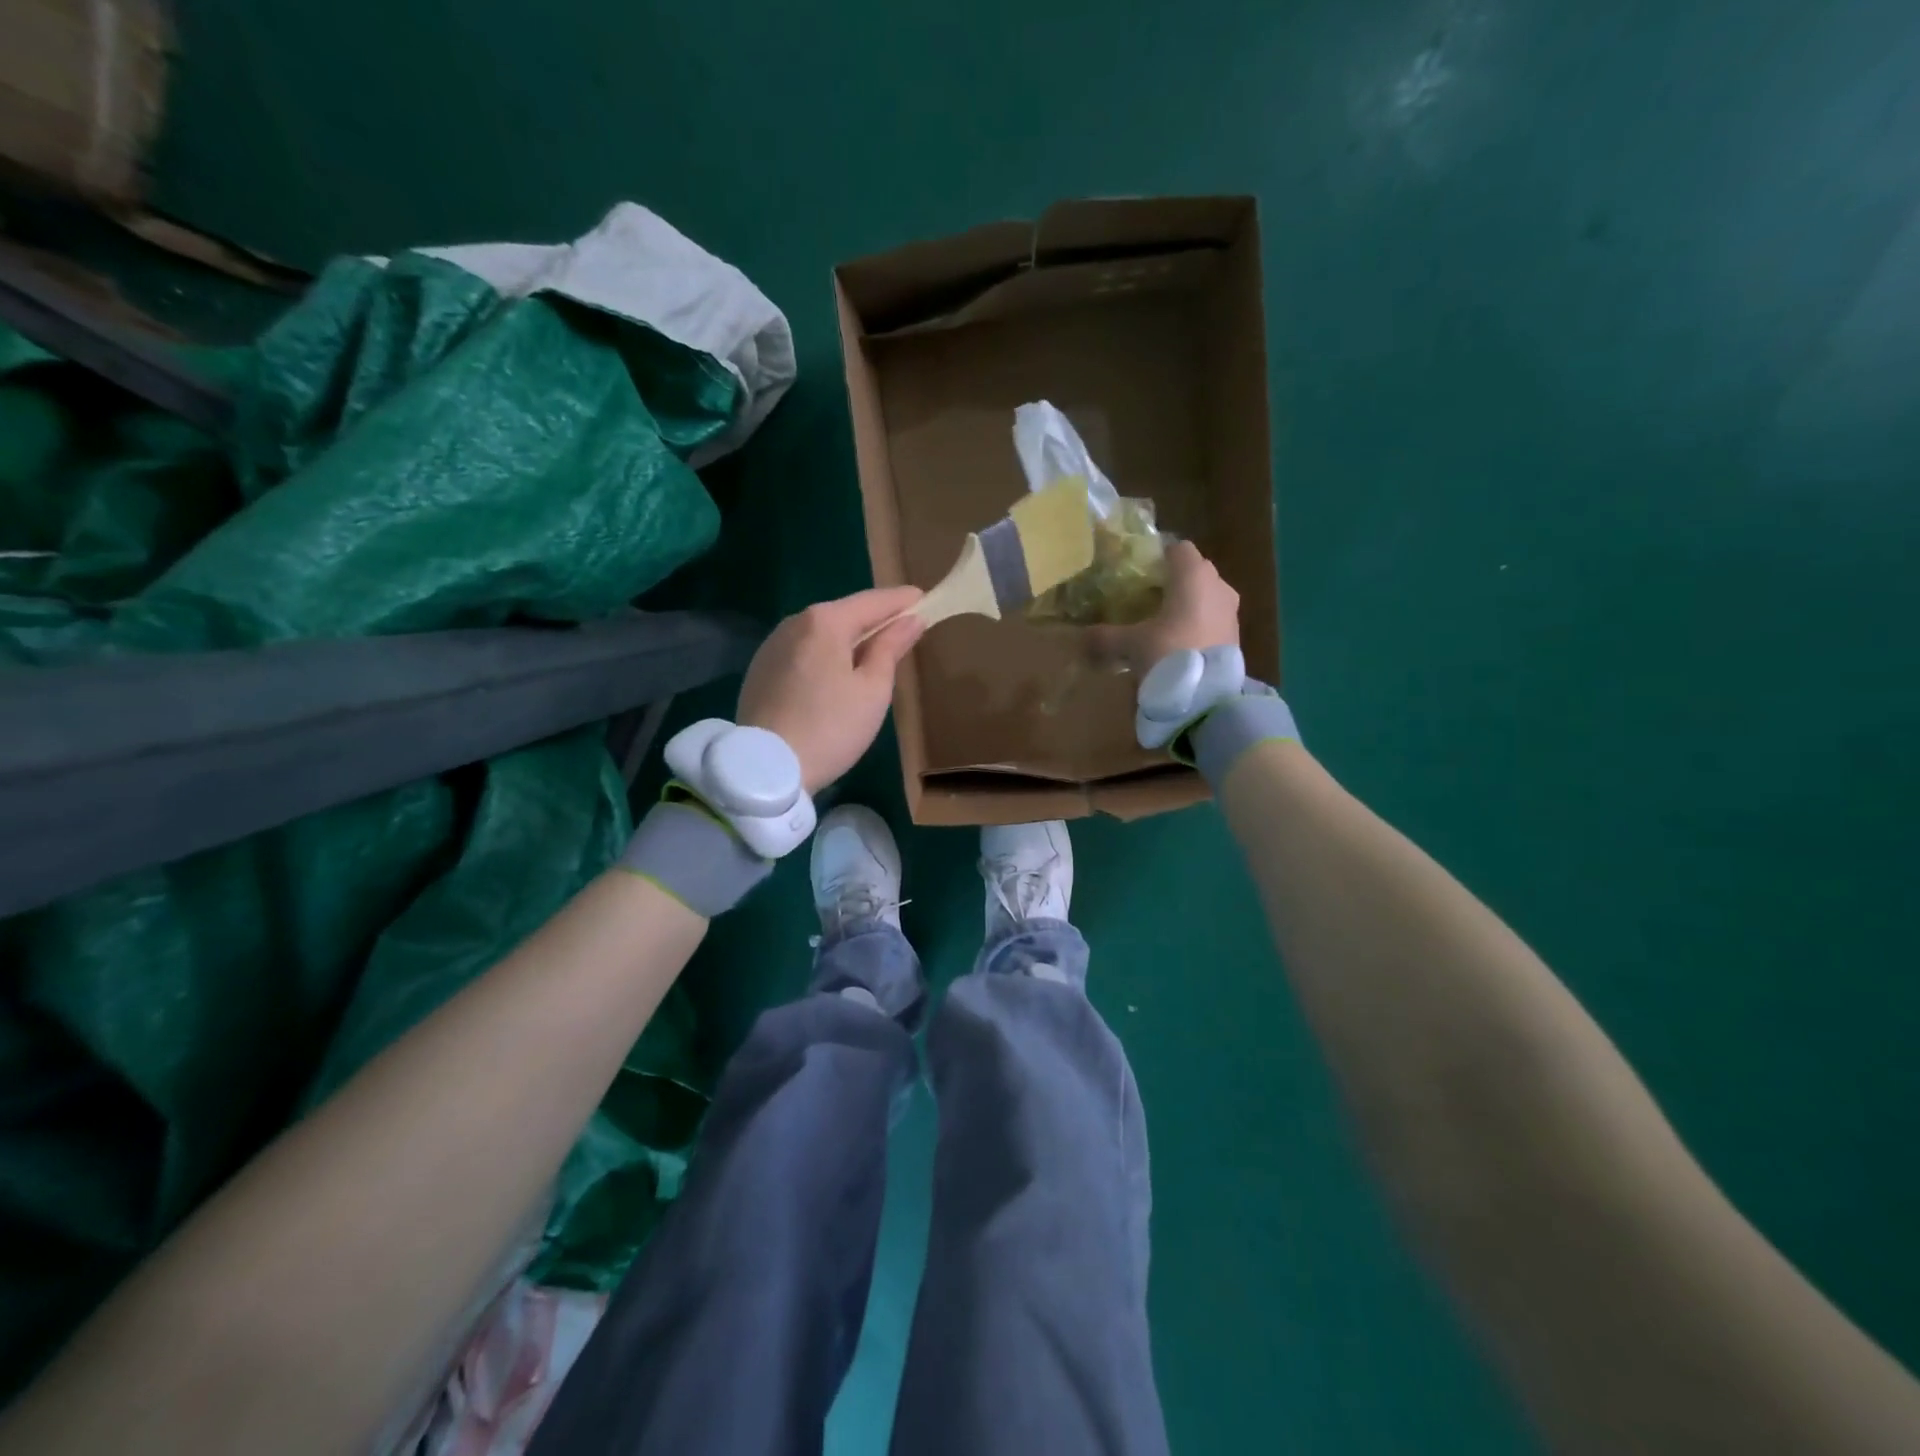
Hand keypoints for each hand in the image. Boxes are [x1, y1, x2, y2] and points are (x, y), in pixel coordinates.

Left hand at [736, 587, 925, 793]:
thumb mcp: (873, 690)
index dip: (902, 601)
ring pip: (821, 633)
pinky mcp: (760, 670)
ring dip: (849, 638)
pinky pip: (803, 651)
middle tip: (904, 629)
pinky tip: (836, 675)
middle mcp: (794, 622)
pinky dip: (826, 654)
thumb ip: (891, 648)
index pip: (873, 601)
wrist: (766, 768)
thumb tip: (911, 619)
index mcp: (825, 621)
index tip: (926, 599)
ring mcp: (772, 646)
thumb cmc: (831, 727)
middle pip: (845, 614)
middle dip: (875, 620)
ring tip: (873, 655)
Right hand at [1085, 541, 1239, 672]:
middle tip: (1148, 599)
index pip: (1178, 548)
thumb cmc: (1169, 653)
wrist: (1208, 695)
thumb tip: (1081, 638)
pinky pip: (1214, 618)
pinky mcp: (1237, 635)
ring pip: (1207, 595)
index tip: (1141, 573)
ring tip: (1163, 624)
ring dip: (1188, 604)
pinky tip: (1180, 643)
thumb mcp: (1130, 644)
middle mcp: (1218, 585)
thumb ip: (1105, 637)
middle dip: (1174, 581)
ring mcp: (1231, 610)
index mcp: (1193, 575)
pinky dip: (1199, 624)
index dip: (1159, 557)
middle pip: (1195, 571)